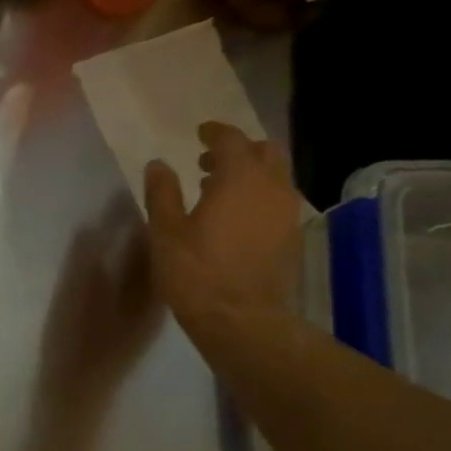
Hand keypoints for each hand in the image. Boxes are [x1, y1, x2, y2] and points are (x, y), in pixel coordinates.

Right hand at [143, 121, 302, 328]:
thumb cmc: (195, 272)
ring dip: (250, 173)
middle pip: (265, 151)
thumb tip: (158, 165)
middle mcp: (271, 186)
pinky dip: (258, 196)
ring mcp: (287, 211)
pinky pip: (278, 200)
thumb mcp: (166, 232)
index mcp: (239, 179)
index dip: (214, 133)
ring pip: (275, 176)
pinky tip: (236, 217)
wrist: (239, 317)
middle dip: (238, 150)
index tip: (200, 133)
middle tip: (209, 162)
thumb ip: (162, 194)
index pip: (231, 140)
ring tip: (219, 191)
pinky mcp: (291, 234)